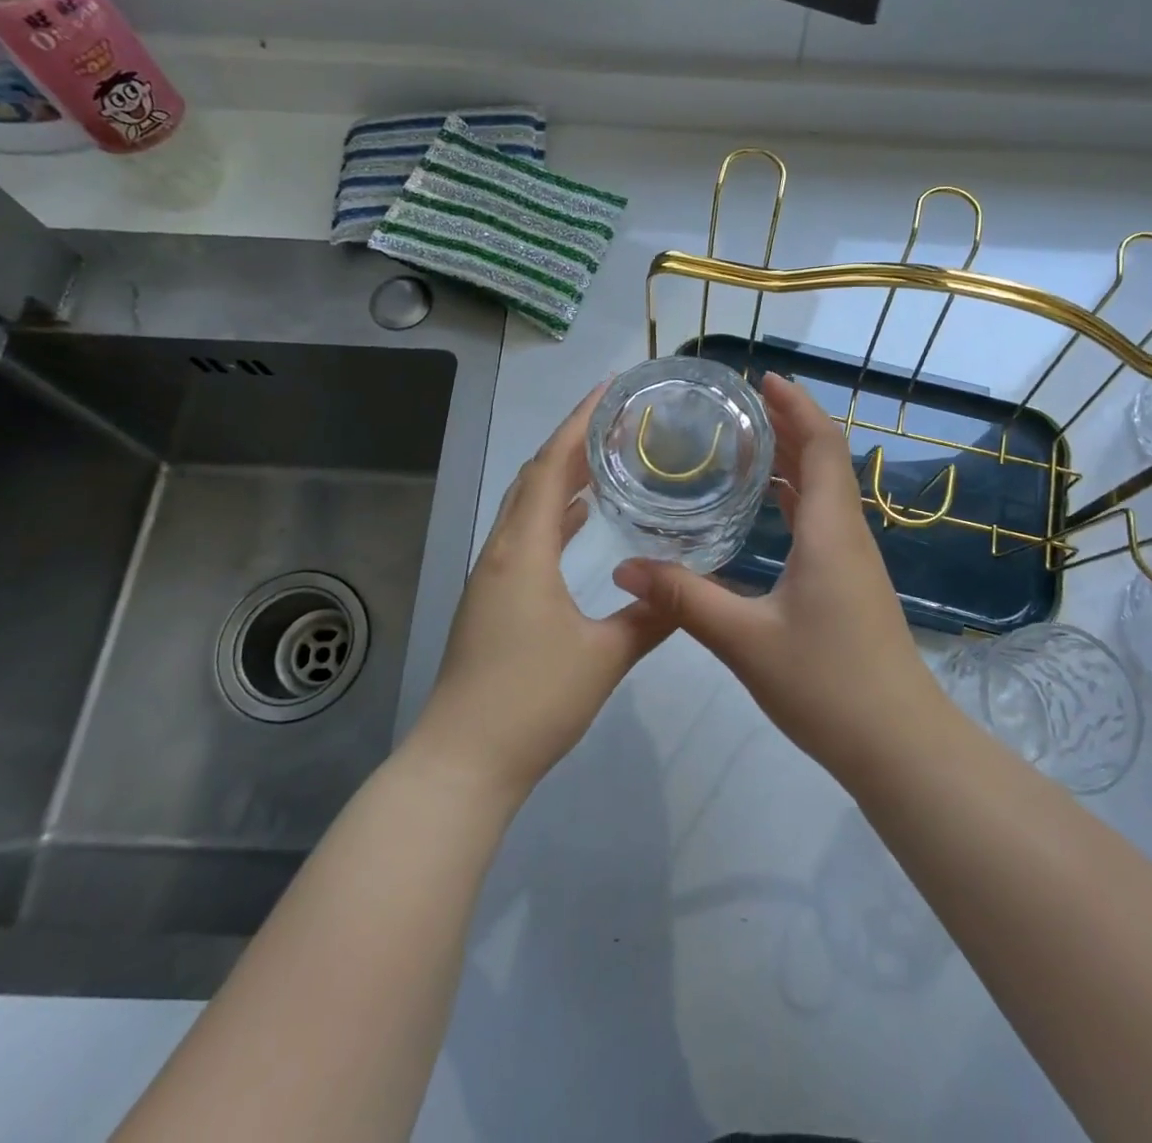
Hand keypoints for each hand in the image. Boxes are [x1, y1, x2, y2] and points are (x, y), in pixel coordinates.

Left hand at [407, 384, 674, 800]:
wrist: (463, 762)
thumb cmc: (532, 702)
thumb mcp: (603, 657)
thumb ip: (650, 616)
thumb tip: (687, 586)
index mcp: (523, 551)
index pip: (551, 468)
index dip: (578, 424)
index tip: (607, 391)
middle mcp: (501, 551)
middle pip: (533, 478)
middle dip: (570, 442)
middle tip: (615, 420)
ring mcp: (491, 576)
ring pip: (526, 508)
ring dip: (560, 479)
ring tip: (603, 460)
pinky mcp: (491, 600)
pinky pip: (524, 538)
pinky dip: (552, 517)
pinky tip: (579, 521)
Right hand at [612, 372, 940, 775]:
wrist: (898, 745)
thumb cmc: (827, 685)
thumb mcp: (745, 641)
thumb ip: (685, 599)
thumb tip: (625, 567)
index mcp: (829, 531)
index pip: (821, 445)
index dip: (796, 405)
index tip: (761, 379)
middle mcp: (847, 534)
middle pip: (824, 459)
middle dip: (788, 424)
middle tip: (738, 407)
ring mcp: (853, 560)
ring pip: (824, 490)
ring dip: (793, 459)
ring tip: (745, 444)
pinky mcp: (851, 584)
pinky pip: (822, 520)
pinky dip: (795, 497)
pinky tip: (766, 509)